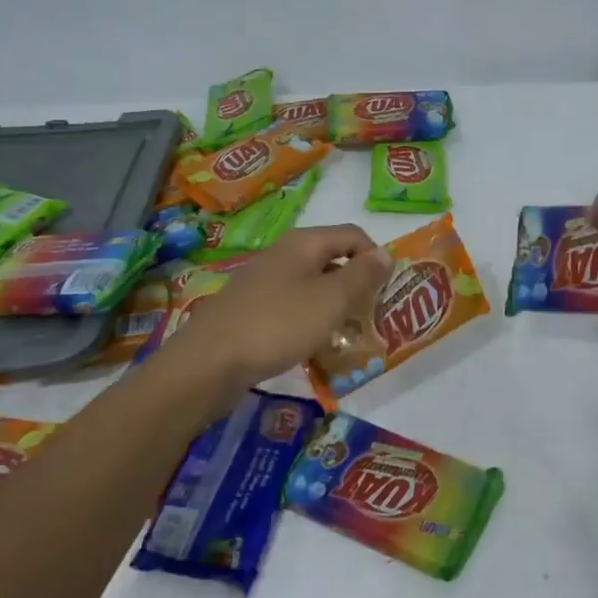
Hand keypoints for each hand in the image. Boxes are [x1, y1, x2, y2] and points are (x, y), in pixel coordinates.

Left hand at [161, 225, 391, 386]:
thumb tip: (385, 253)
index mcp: (304, 243)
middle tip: (372, 314)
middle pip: (332, 258)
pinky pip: (291, 306)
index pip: (353, 235)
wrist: (209, 362)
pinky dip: (309, 320)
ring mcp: (263, 281)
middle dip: (356, 283)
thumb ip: (362, 275)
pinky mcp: (250, 309)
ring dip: (333, 304)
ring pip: (311, 284)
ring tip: (347, 333)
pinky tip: (312, 345)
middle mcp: (283, 254)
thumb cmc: (278, 324)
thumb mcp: (331, 299)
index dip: (376, 257)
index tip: (388, 290)